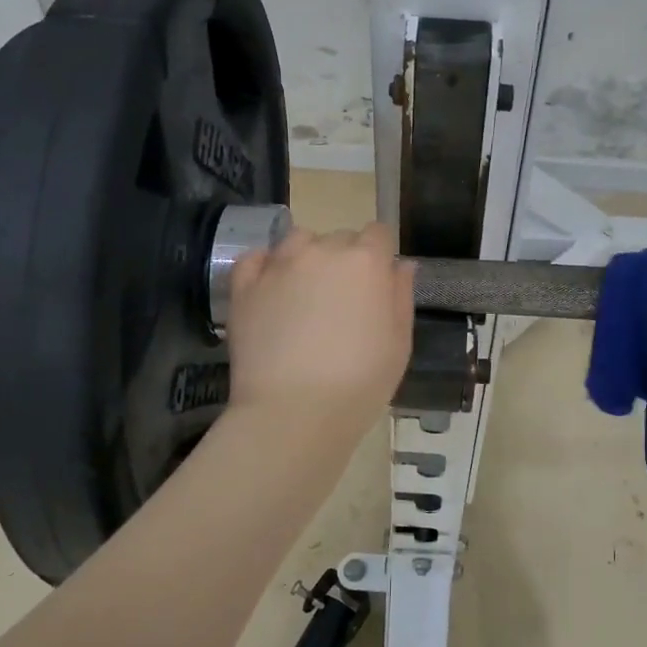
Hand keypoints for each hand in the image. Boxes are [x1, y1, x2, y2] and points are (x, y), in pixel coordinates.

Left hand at [225, 221, 415, 430]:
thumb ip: (401, 296)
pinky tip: (272, 289)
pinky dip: (266, 266)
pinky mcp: (245, 286)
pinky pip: (256, 258)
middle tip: (343, 300)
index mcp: (366, 262)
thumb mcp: (399, 343)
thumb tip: (401, 265)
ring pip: (298, 241)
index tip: (378, 281)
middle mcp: (322, 251)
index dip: (380, 254)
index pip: (378, 233)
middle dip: (346, 259)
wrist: (293, 413)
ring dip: (307, 257)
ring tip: (306, 293)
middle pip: (339, 238)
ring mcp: (279, 265)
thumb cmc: (359, 383)